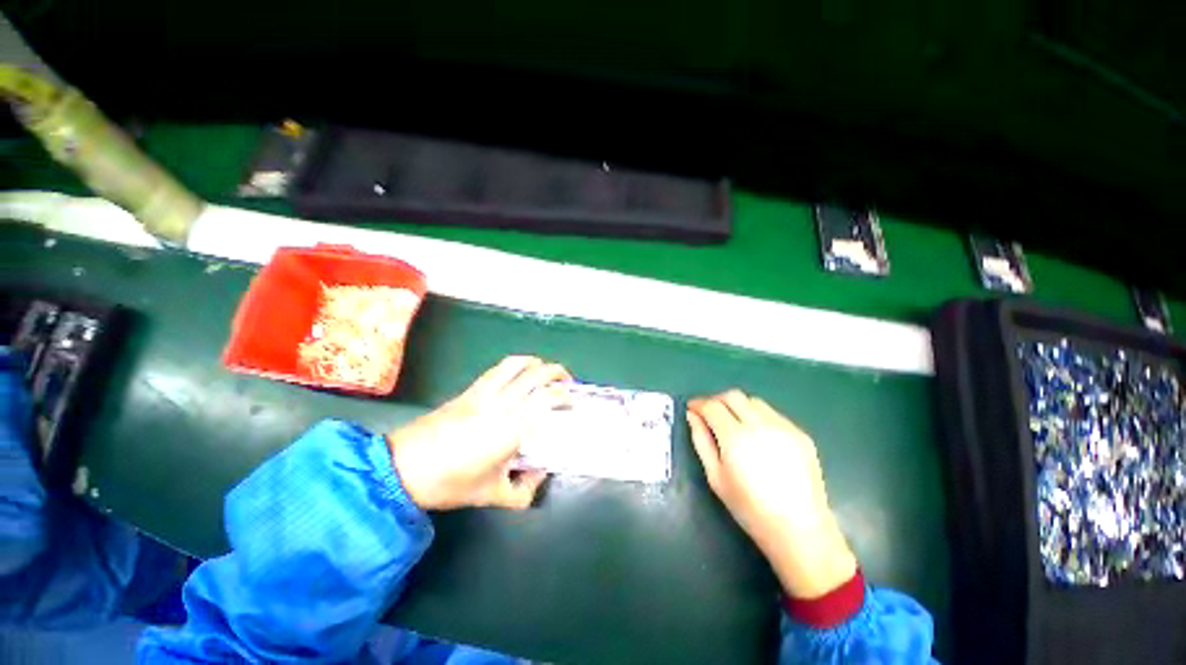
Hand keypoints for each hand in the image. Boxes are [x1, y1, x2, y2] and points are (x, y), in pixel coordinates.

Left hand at [388, 356, 569, 510]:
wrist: (402, 469)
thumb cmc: (450, 484)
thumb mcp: (492, 496)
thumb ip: (524, 491)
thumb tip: (541, 474)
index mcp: (511, 429)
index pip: (546, 399)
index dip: (564, 395)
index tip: (573, 402)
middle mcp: (501, 404)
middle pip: (536, 375)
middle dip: (557, 373)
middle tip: (568, 383)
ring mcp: (484, 393)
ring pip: (517, 365)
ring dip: (537, 363)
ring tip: (547, 372)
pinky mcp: (470, 390)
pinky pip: (498, 368)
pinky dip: (516, 363)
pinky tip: (521, 371)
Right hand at [688, 390, 856, 598]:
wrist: (799, 529)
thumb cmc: (749, 508)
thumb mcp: (715, 477)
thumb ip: (701, 441)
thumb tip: (692, 416)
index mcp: (735, 438)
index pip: (712, 407)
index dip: (698, 404)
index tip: (691, 408)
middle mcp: (760, 425)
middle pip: (733, 396)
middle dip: (717, 400)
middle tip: (709, 413)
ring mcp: (784, 427)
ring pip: (754, 402)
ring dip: (738, 406)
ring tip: (734, 423)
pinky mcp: (800, 434)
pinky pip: (773, 414)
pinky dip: (758, 416)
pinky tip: (758, 436)